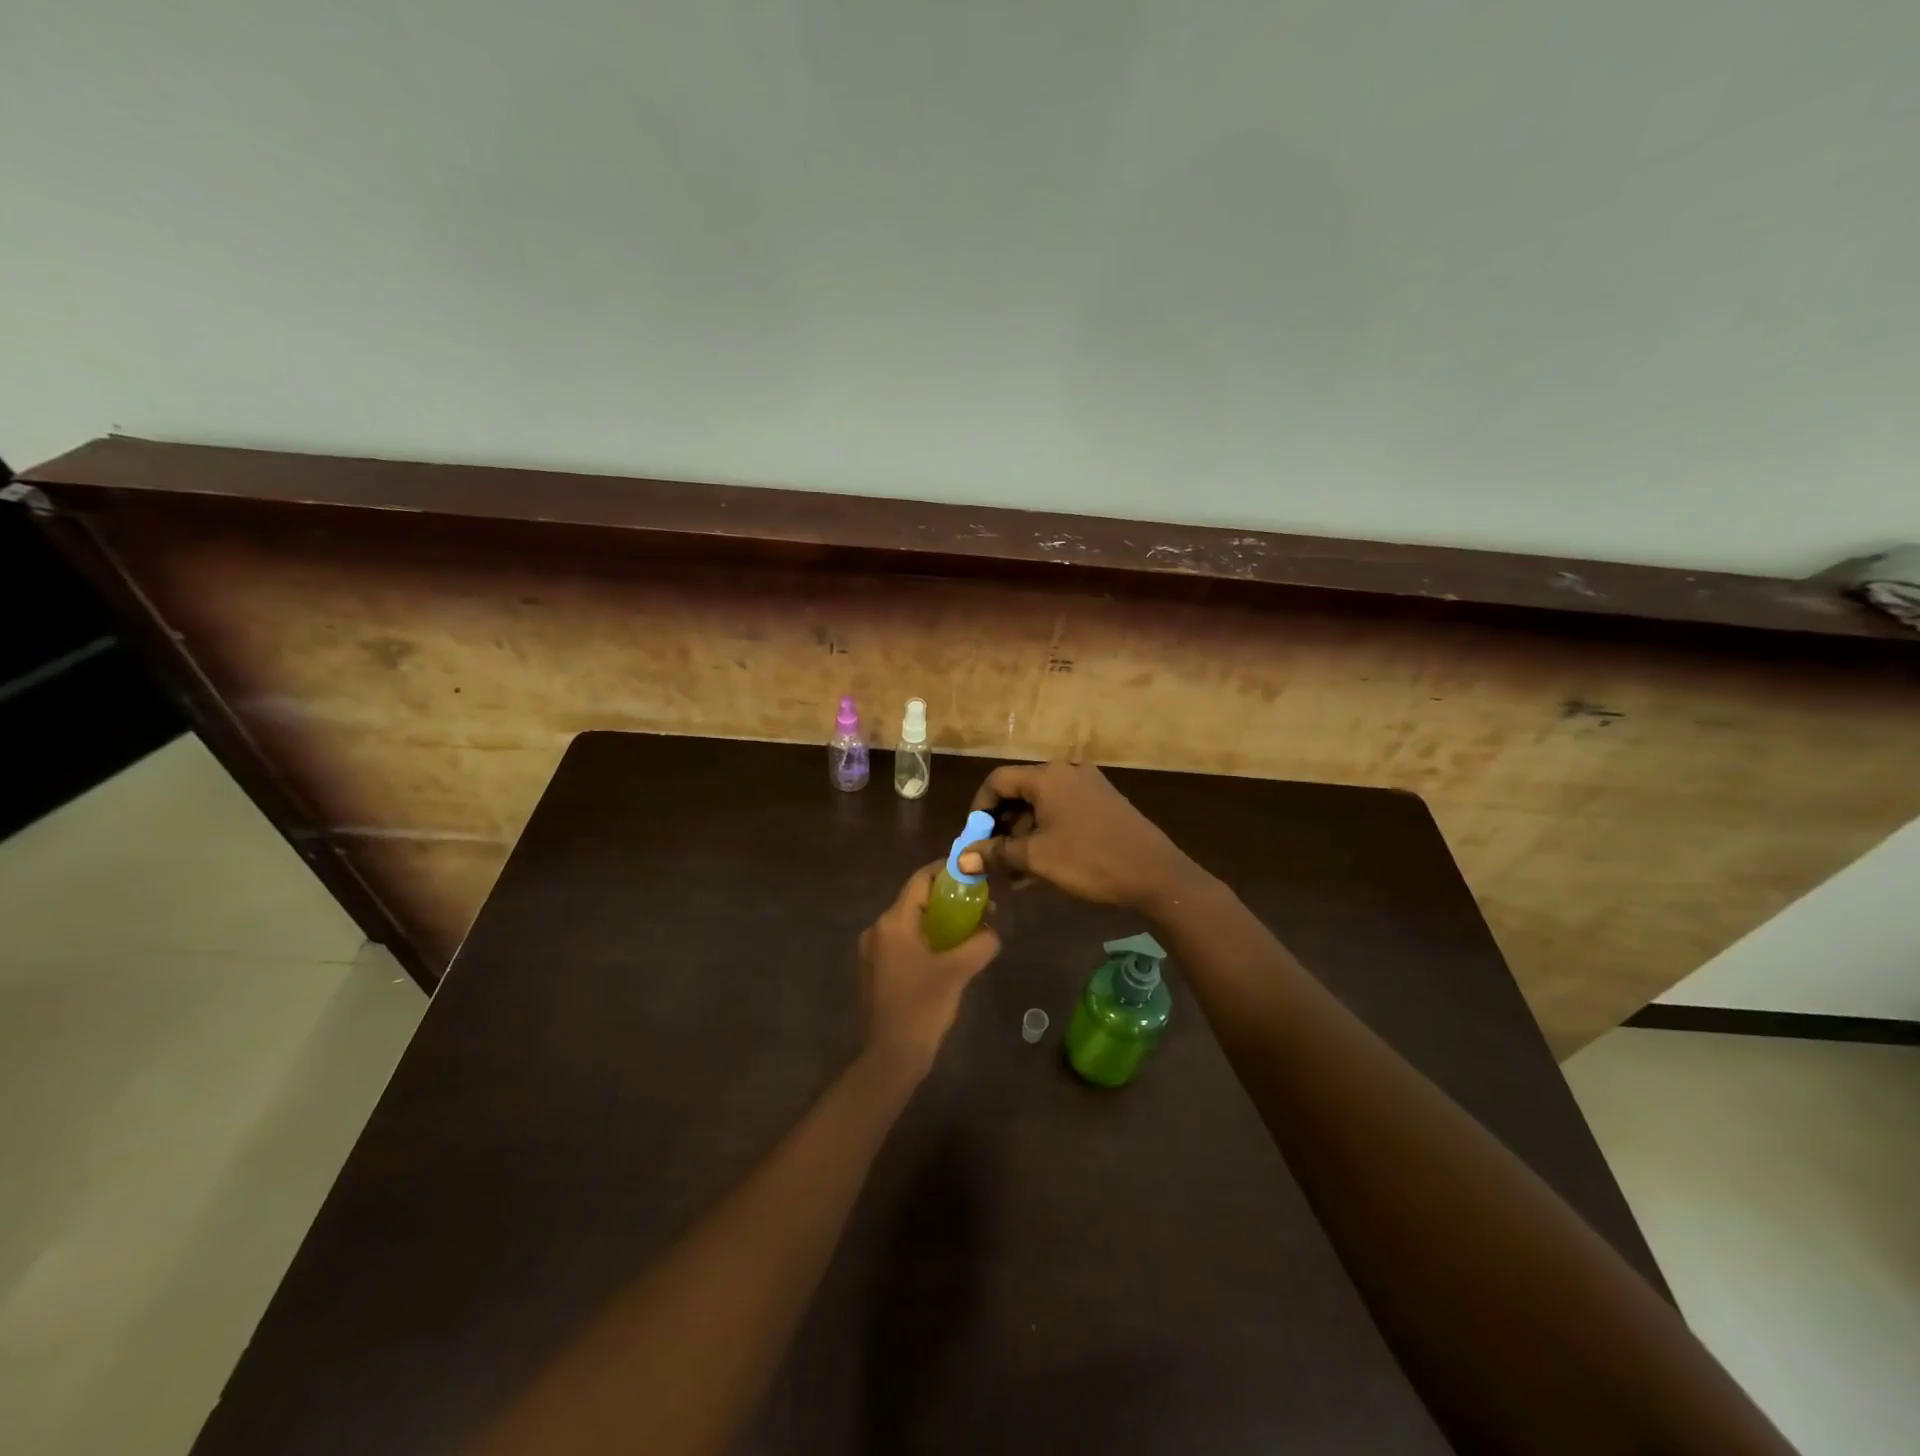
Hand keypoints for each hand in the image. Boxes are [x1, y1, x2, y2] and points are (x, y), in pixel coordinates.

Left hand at [858, 862, 1000, 1081]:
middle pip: (916, 900)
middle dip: (948, 898)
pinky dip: (927, 939)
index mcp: (893, 922)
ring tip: (969, 928)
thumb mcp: (958, 971)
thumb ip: (980, 944)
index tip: (972, 870)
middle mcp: (878, 929)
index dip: (946, 871)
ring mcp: (873, 951)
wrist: (891, 1057)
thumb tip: (992, 932)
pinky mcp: (876, 971)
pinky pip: (904, 942)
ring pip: (911, 923)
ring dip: (939, 921)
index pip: (921, 880)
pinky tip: (949, 953)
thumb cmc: (922, 1007)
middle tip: (979, 903)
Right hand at [959, 761, 1203, 913]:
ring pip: (1043, 805)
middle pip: (1021, 791)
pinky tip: (1040, 865)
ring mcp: (1090, 787)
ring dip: (1024, 834)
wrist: (1155, 874)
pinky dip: (1047, 833)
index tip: (974, 839)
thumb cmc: (1089, 860)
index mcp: (1049, 777)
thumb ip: (996, 854)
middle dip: (1002, 825)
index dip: (979, 808)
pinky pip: (1064, 812)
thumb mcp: (1037, 858)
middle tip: (992, 857)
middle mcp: (1068, 773)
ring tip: (1014, 870)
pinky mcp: (1105, 804)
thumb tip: (962, 860)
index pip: (999, 780)